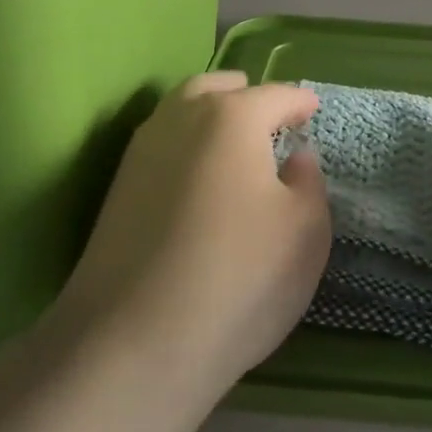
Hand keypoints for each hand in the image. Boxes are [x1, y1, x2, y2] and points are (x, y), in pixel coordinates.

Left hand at [58, 73, 330, 396]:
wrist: (134, 343)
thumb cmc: (240, 277)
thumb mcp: (305, 231)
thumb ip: (308, 181)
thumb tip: (296, 156)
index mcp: (232, 117)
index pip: (275, 95)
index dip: (300, 102)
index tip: (313, 110)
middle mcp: (181, 117)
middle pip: (218, 88)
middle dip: (248, 96)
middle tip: (270, 120)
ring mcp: (142, 151)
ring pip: (182, 110)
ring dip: (210, 115)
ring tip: (234, 144)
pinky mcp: (118, 187)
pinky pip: (162, 144)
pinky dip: (186, 144)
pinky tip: (199, 177)